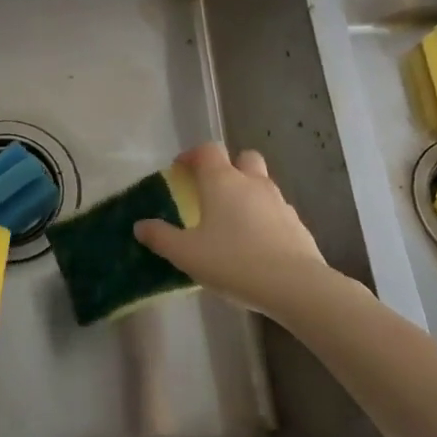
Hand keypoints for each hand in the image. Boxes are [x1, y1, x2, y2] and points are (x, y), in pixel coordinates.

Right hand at [133, 143, 328, 317]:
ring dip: (248, 193)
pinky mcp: (297, 224)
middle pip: (244, 157)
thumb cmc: (233, 261)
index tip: (180, 169)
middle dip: (229, 167)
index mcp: (222, 181)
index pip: (208, 150)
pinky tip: (257, 244)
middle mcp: (252, 183)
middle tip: (213, 190)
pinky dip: (265, 218)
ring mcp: (279, 202)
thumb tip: (140, 226)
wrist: (294, 286)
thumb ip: (161, 237)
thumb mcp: (186, 254)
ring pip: (263, 184)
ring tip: (234, 222)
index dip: (192, 155)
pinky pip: (277, 211)